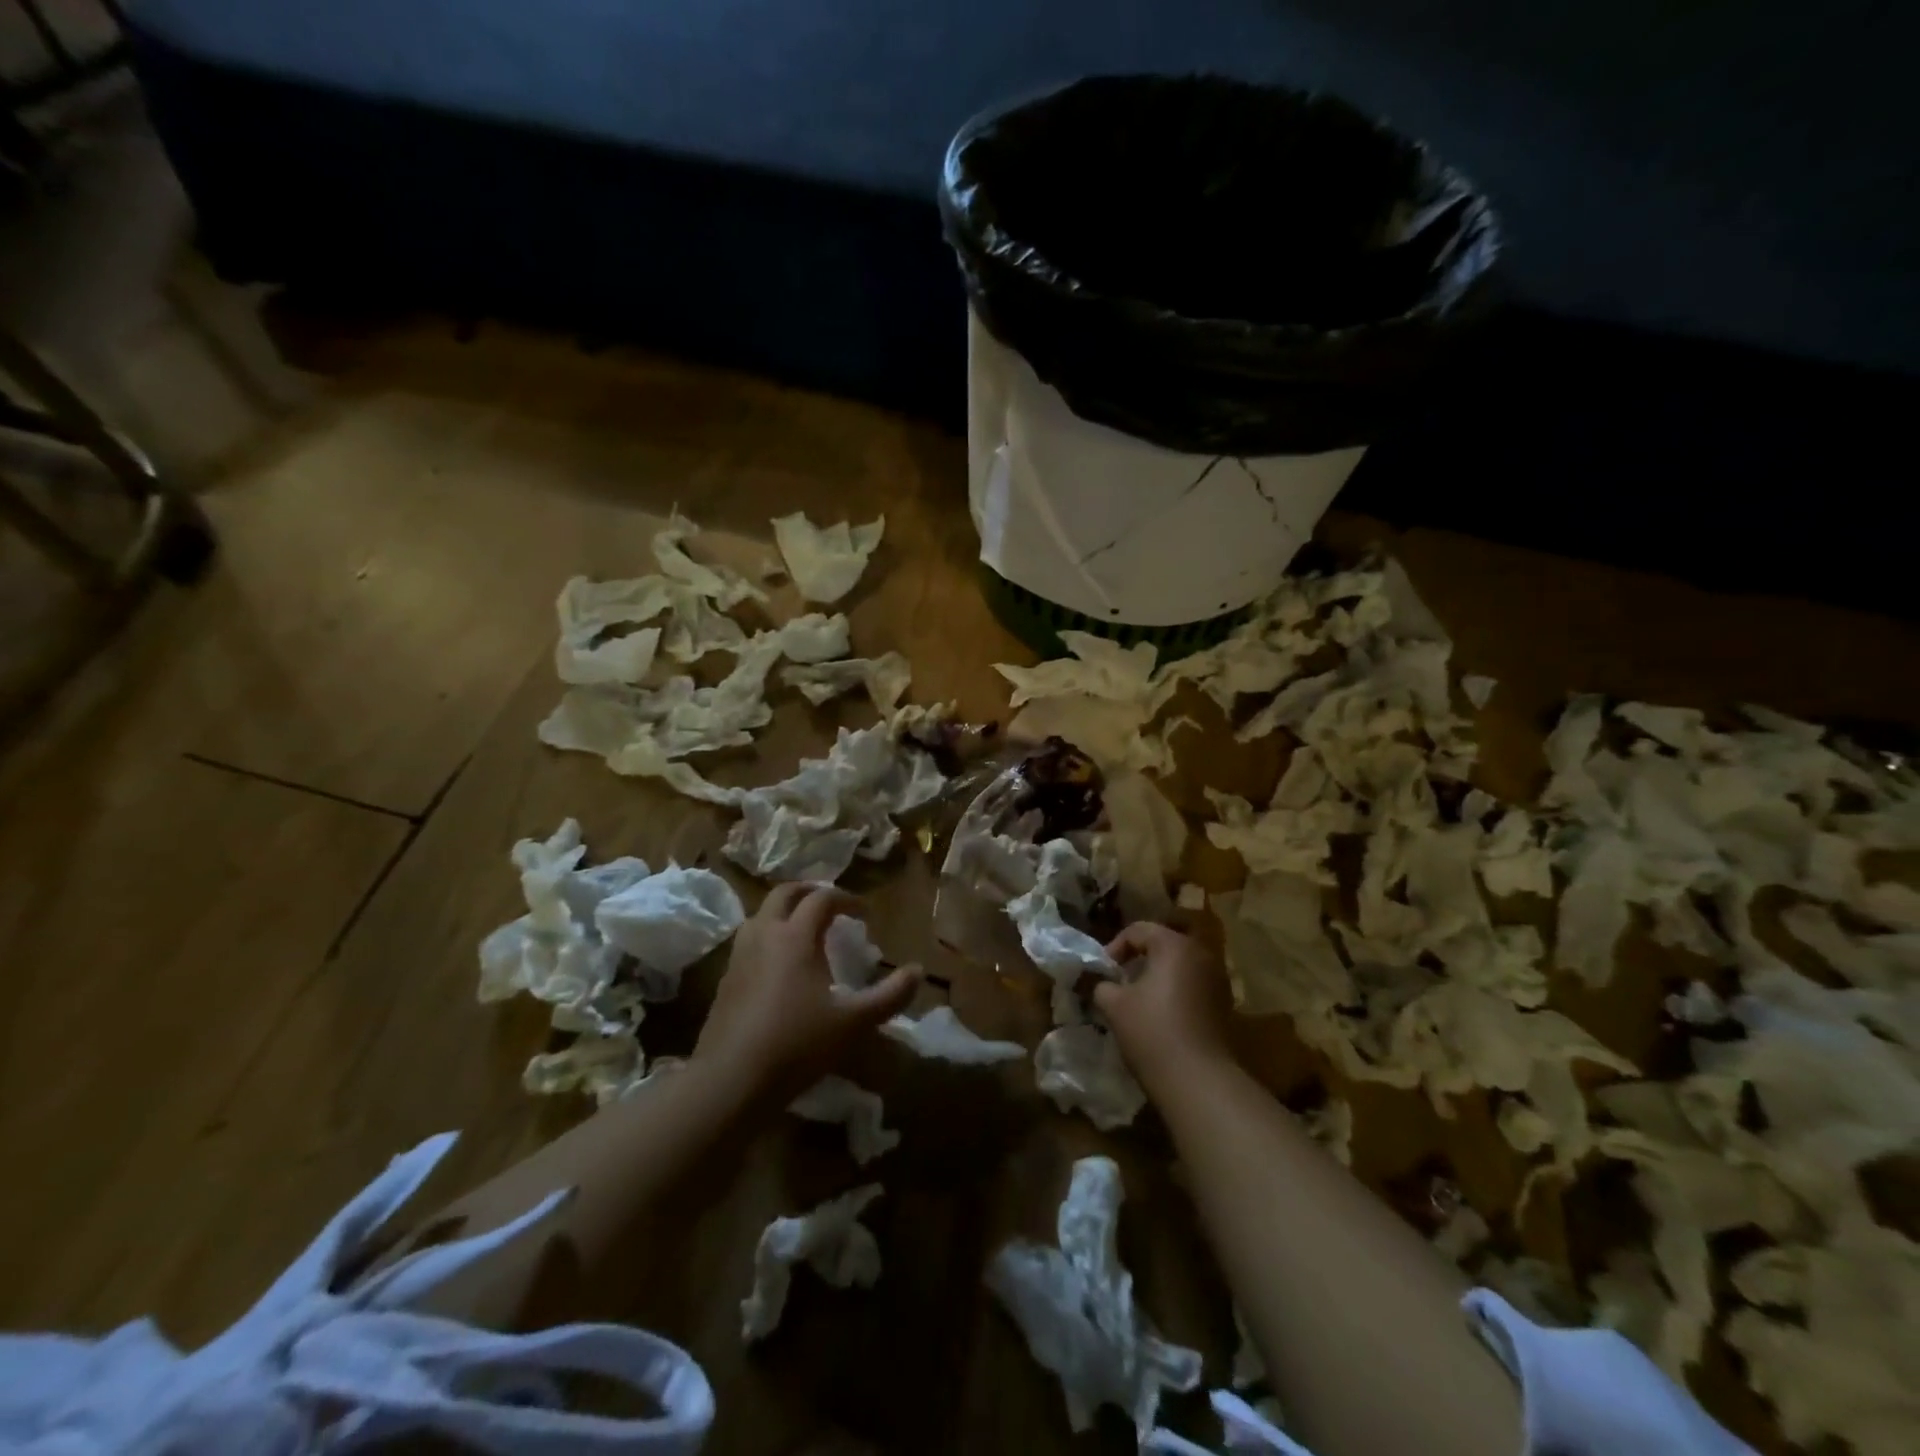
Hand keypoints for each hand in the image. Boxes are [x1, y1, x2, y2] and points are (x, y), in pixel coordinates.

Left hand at [693, 883, 919, 1108]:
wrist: (730, 1080)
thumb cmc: (797, 1044)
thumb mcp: (854, 1023)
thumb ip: (890, 995)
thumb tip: (919, 971)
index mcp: (795, 936)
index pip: (822, 898)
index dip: (847, 899)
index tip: (865, 913)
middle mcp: (764, 935)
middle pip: (785, 894)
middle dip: (810, 892)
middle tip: (831, 905)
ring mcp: (739, 956)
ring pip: (761, 915)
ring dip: (784, 912)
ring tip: (804, 930)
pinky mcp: (725, 979)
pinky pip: (748, 941)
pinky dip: (768, 937)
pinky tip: (778, 966)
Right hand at [1095, 922, 1234, 1093]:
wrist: (1199, 1080)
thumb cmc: (1152, 1031)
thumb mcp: (1114, 1005)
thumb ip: (1103, 985)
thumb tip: (1102, 983)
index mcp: (1174, 945)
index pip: (1138, 930)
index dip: (1115, 947)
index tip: (1103, 972)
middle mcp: (1201, 954)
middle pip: (1162, 945)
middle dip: (1138, 961)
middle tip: (1119, 982)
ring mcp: (1218, 980)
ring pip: (1179, 967)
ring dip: (1158, 977)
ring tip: (1139, 1001)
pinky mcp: (1225, 1005)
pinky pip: (1193, 986)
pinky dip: (1175, 993)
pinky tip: (1161, 1017)